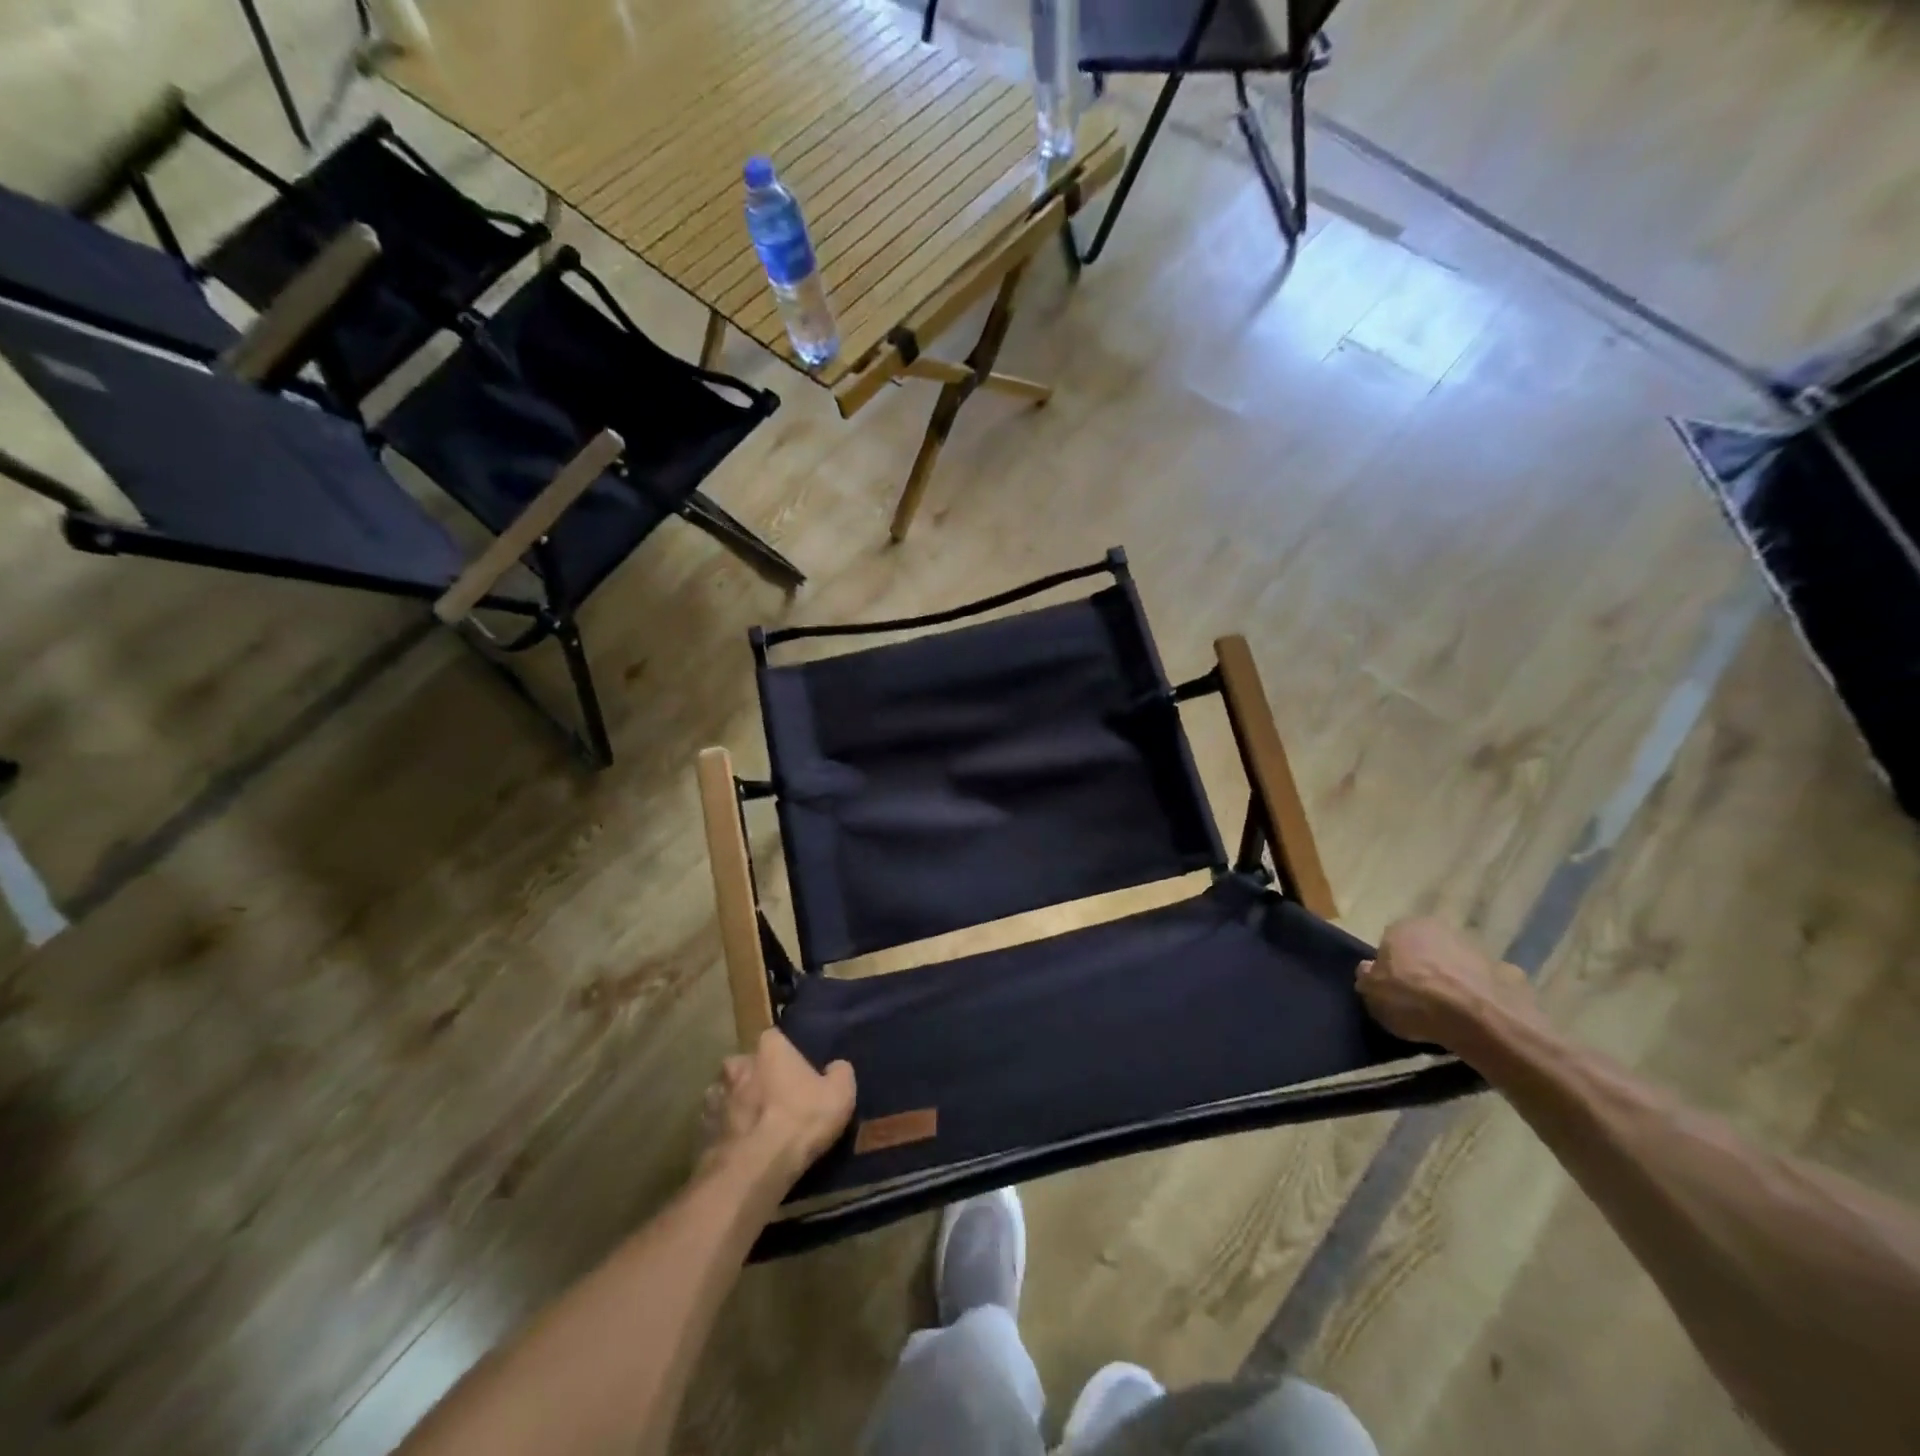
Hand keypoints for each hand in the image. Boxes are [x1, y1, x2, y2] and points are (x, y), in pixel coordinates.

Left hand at [701, 1029, 854, 1186]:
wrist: (755, 1168)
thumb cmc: (800, 1120)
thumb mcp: (841, 1094)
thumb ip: (840, 1072)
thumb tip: (835, 1067)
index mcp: (769, 1047)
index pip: (776, 1039)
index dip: (786, 1056)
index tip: (795, 1073)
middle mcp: (736, 1064)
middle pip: (747, 1065)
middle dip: (757, 1078)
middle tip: (774, 1100)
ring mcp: (714, 1097)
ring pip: (727, 1095)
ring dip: (738, 1105)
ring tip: (756, 1128)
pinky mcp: (701, 1131)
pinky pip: (717, 1126)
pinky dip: (727, 1133)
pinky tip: (741, 1149)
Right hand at [1356, 917, 1541, 1049]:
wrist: (1479, 1020)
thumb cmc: (1414, 1000)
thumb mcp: (1371, 994)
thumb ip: (1366, 978)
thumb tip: (1369, 969)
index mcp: (1404, 927)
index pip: (1389, 943)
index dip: (1390, 967)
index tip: (1391, 990)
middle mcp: (1440, 929)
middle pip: (1424, 950)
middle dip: (1422, 970)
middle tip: (1418, 1001)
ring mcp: (1477, 949)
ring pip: (1455, 965)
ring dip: (1452, 982)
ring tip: (1448, 1015)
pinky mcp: (1507, 973)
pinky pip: (1484, 985)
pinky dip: (1479, 996)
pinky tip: (1476, 1019)